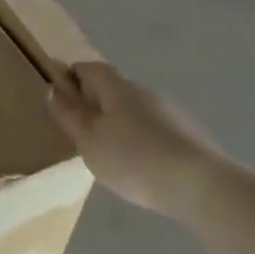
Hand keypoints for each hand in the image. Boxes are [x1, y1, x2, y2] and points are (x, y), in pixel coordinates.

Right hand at [45, 62, 224, 219]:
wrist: (202, 186)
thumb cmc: (134, 159)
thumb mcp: (89, 141)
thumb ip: (69, 115)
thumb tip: (52, 89)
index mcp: (116, 87)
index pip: (89, 67)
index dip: (71, 75)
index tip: (59, 94)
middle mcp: (143, 91)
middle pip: (112, 87)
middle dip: (94, 100)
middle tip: (78, 126)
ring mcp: (169, 111)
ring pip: (133, 108)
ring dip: (117, 120)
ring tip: (106, 149)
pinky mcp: (185, 134)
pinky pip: (151, 126)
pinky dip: (138, 136)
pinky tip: (137, 162)